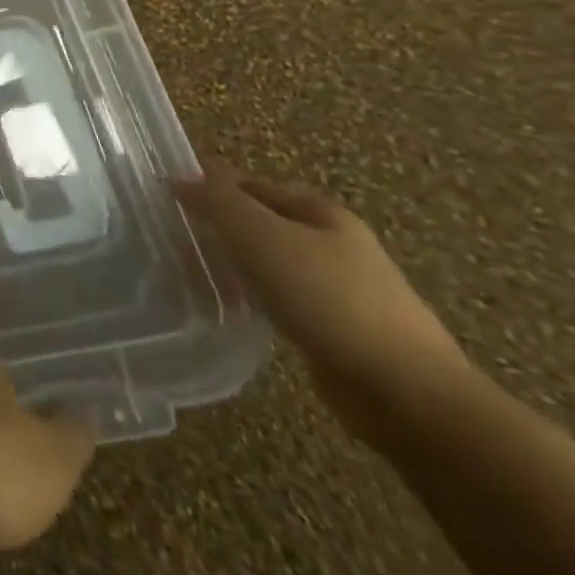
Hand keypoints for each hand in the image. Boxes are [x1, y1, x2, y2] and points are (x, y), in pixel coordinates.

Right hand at [173, 160, 472, 442]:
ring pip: (271, 264)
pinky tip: (235, 310)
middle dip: (221, 226)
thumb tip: (179, 181)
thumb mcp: (259, 234)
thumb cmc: (327, 297)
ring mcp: (343, 291)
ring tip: (195, 273)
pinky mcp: (340, 333)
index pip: (251, 184)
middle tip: (175, 236)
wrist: (406, 393)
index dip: (210, 186)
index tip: (168, 199)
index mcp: (322, 212)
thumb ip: (217, 202)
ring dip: (235, 264)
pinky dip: (254, 298)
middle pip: (262, 223)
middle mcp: (336, 245)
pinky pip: (282, 301)